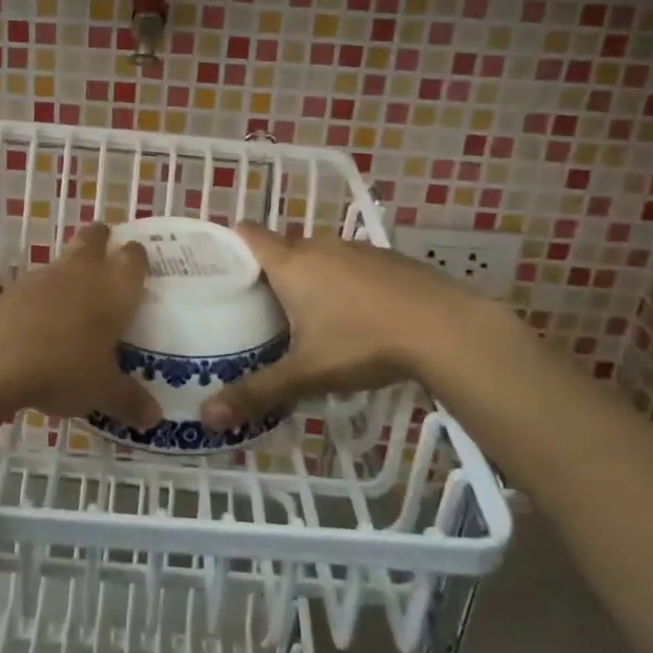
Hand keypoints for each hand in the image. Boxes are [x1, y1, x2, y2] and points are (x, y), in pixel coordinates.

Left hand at [0, 223, 160, 428]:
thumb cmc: (65, 366)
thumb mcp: (102, 391)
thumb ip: (129, 400)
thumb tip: (155, 418)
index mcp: (116, 289)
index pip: (133, 259)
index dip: (137, 256)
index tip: (139, 259)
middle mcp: (83, 273)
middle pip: (94, 239)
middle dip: (101, 240)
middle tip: (106, 249)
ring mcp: (44, 277)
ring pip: (63, 260)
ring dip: (69, 269)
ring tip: (74, 294)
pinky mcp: (11, 289)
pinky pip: (34, 286)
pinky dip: (41, 296)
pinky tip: (40, 321)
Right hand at [198, 222, 497, 431]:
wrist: (446, 328)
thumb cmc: (362, 343)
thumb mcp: (306, 374)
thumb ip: (257, 393)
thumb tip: (205, 417)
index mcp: (291, 264)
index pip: (249, 234)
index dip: (231, 242)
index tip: (219, 265)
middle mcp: (319, 246)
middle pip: (283, 249)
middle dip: (270, 273)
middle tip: (258, 308)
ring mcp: (357, 249)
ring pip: (320, 257)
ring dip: (310, 278)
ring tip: (306, 316)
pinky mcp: (388, 259)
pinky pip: (351, 265)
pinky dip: (345, 283)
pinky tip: (357, 317)